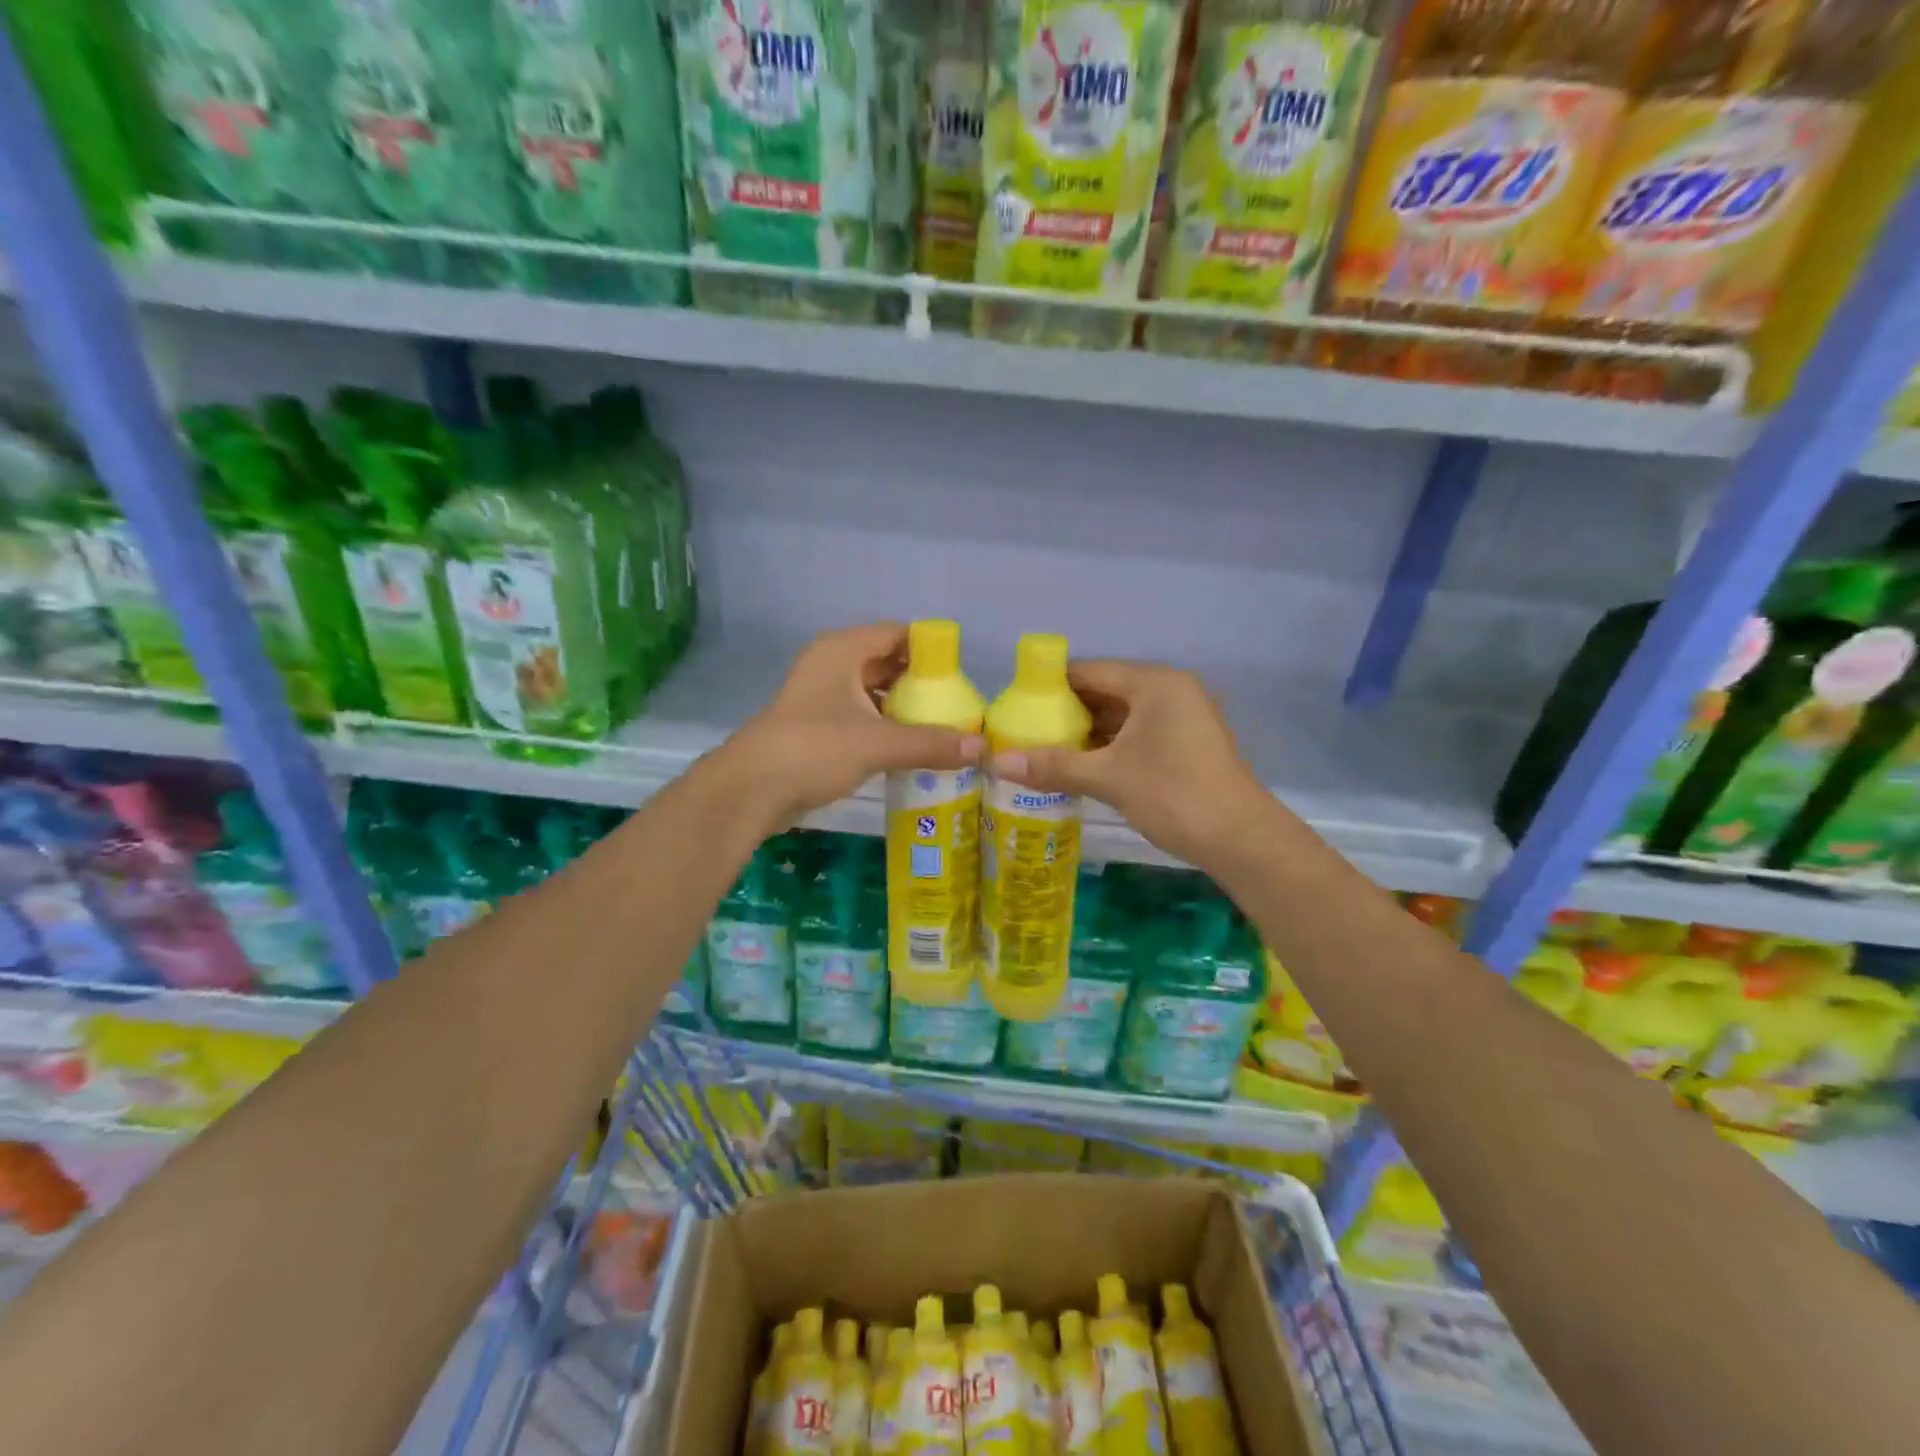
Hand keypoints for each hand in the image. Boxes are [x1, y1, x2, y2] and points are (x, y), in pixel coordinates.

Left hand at [725, 624, 982, 830]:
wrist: (751, 789)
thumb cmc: (815, 748)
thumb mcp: (878, 743)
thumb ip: (931, 743)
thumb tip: (983, 747)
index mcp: (842, 651)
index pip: (896, 634)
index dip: (929, 650)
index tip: (960, 674)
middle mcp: (831, 665)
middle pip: (886, 663)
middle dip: (920, 683)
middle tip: (956, 705)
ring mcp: (820, 696)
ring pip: (872, 693)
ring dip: (902, 709)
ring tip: (940, 728)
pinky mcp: (816, 727)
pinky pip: (860, 717)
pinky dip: (884, 728)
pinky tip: (909, 749)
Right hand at [989, 660, 1269, 872]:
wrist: (1240, 839)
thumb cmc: (1173, 795)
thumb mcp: (1108, 778)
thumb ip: (1053, 766)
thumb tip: (997, 762)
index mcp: (1154, 684)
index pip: (1090, 672)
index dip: (1050, 687)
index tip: (1016, 706)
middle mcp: (1171, 690)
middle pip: (1106, 691)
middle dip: (1067, 713)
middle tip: (1025, 732)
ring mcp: (1184, 716)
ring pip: (1123, 715)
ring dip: (1088, 732)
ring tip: (1046, 750)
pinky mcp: (1188, 742)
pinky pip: (1139, 732)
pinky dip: (1111, 745)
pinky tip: (1083, 765)